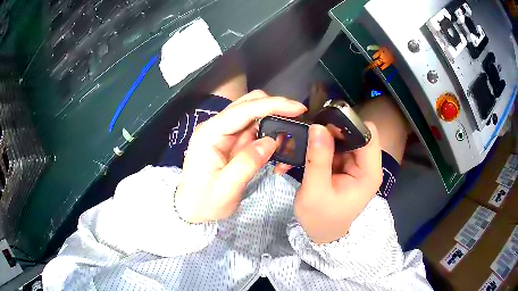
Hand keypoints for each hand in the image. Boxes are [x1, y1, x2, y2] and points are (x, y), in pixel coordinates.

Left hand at [176, 91, 306, 222]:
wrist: (193, 208)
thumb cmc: (204, 201)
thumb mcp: (225, 189)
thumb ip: (247, 164)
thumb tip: (272, 141)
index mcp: (209, 134)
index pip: (242, 111)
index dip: (271, 105)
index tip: (297, 108)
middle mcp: (216, 127)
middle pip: (249, 105)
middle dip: (275, 108)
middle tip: (297, 121)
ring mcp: (225, 133)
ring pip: (255, 116)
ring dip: (275, 124)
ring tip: (290, 143)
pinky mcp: (233, 142)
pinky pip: (256, 131)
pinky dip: (271, 136)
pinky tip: (280, 151)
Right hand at [294, 122, 382, 243]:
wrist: (322, 233)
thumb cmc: (320, 219)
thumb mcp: (315, 191)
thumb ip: (318, 159)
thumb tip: (318, 127)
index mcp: (369, 173)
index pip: (368, 135)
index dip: (348, 125)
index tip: (324, 126)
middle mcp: (367, 165)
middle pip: (356, 132)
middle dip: (333, 131)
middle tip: (310, 135)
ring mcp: (357, 164)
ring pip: (344, 137)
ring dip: (324, 138)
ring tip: (304, 144)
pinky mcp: (346, 165)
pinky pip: (335, 146)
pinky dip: (321, 146)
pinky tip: (307, 152)